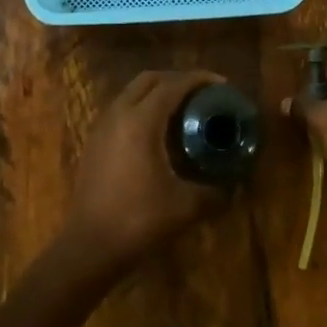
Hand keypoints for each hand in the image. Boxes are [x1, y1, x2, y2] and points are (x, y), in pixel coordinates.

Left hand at [70, 69, 231, 265]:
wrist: (90, 246)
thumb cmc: (139, 220)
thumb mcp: (186, 206)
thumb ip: (215, 191)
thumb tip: (236, 186)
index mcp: (141, 121)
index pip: (173, 85)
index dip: (199, 80)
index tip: (222, 84)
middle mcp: (118, 114)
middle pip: (149, 80)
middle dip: (177, 79)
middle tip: (203, 93)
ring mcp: (102, 127)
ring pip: (132, 93)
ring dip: (158, 92)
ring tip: (184, 108)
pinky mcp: (94, 142)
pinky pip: (122, 109)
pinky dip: (143, 107)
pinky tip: (159, 131)